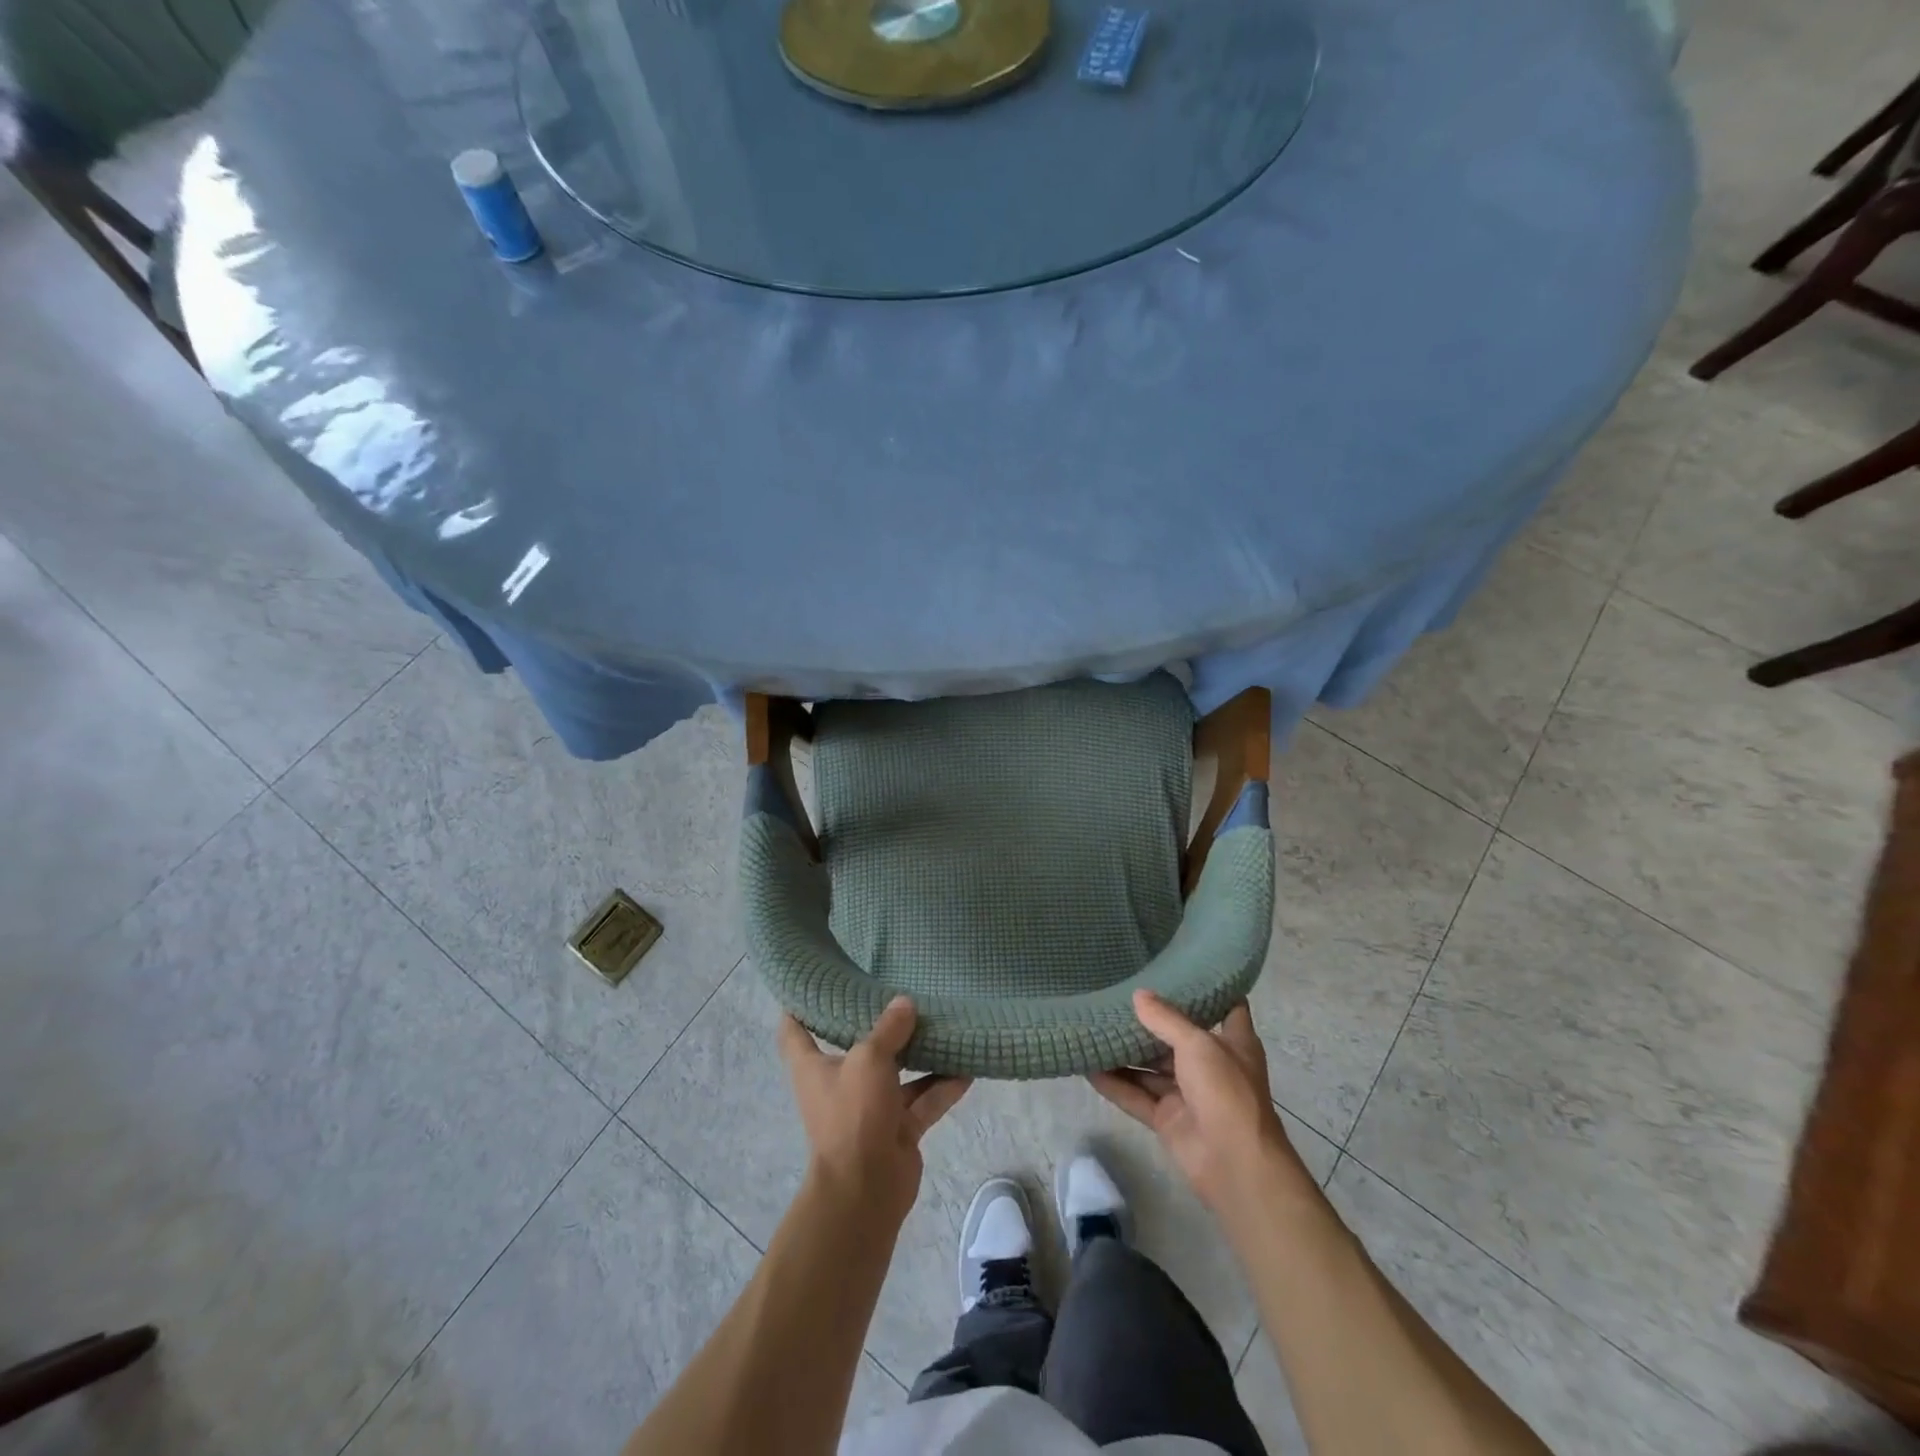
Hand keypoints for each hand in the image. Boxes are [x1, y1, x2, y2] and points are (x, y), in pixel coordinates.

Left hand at [779, 996, 971, 1223]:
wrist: (867, 1190)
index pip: (794, 1030)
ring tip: (944, 1024)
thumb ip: (889, 1029)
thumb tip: (904, 1003)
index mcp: (814, 1066)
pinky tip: (968, 1068)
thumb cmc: (853, 1114)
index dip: (799, 1004)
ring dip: (919, 1054)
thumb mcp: (868, 1059)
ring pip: (897, 1073)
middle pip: (855, 1047)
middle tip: (897, 991)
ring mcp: (870, 1108)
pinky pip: (923, 1100)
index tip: (815, 980)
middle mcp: (839, 1083)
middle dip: (876, 1024)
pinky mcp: (898, 1128)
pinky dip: (943, 1087)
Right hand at [1090, 991, 1306, 1215]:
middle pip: (1177, 1038)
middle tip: (1118, 994)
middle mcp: (1211, 1065)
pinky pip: (1137, 1096)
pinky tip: (1088, 1067)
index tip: (1181, 969)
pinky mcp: (1168, 1118)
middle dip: (1151, 1021)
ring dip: (1127, 1053)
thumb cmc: (1226, 1091)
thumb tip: (1138, 994)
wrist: (1235, 1163)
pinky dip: (1115, 1084)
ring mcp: (1188, 1094)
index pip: (1226, 1007)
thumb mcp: (1198, 1044)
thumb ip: (1166, 1019)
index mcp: (1233, 1043)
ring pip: (1152, 1068)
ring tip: (1095, 1027)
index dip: (1209, 989)